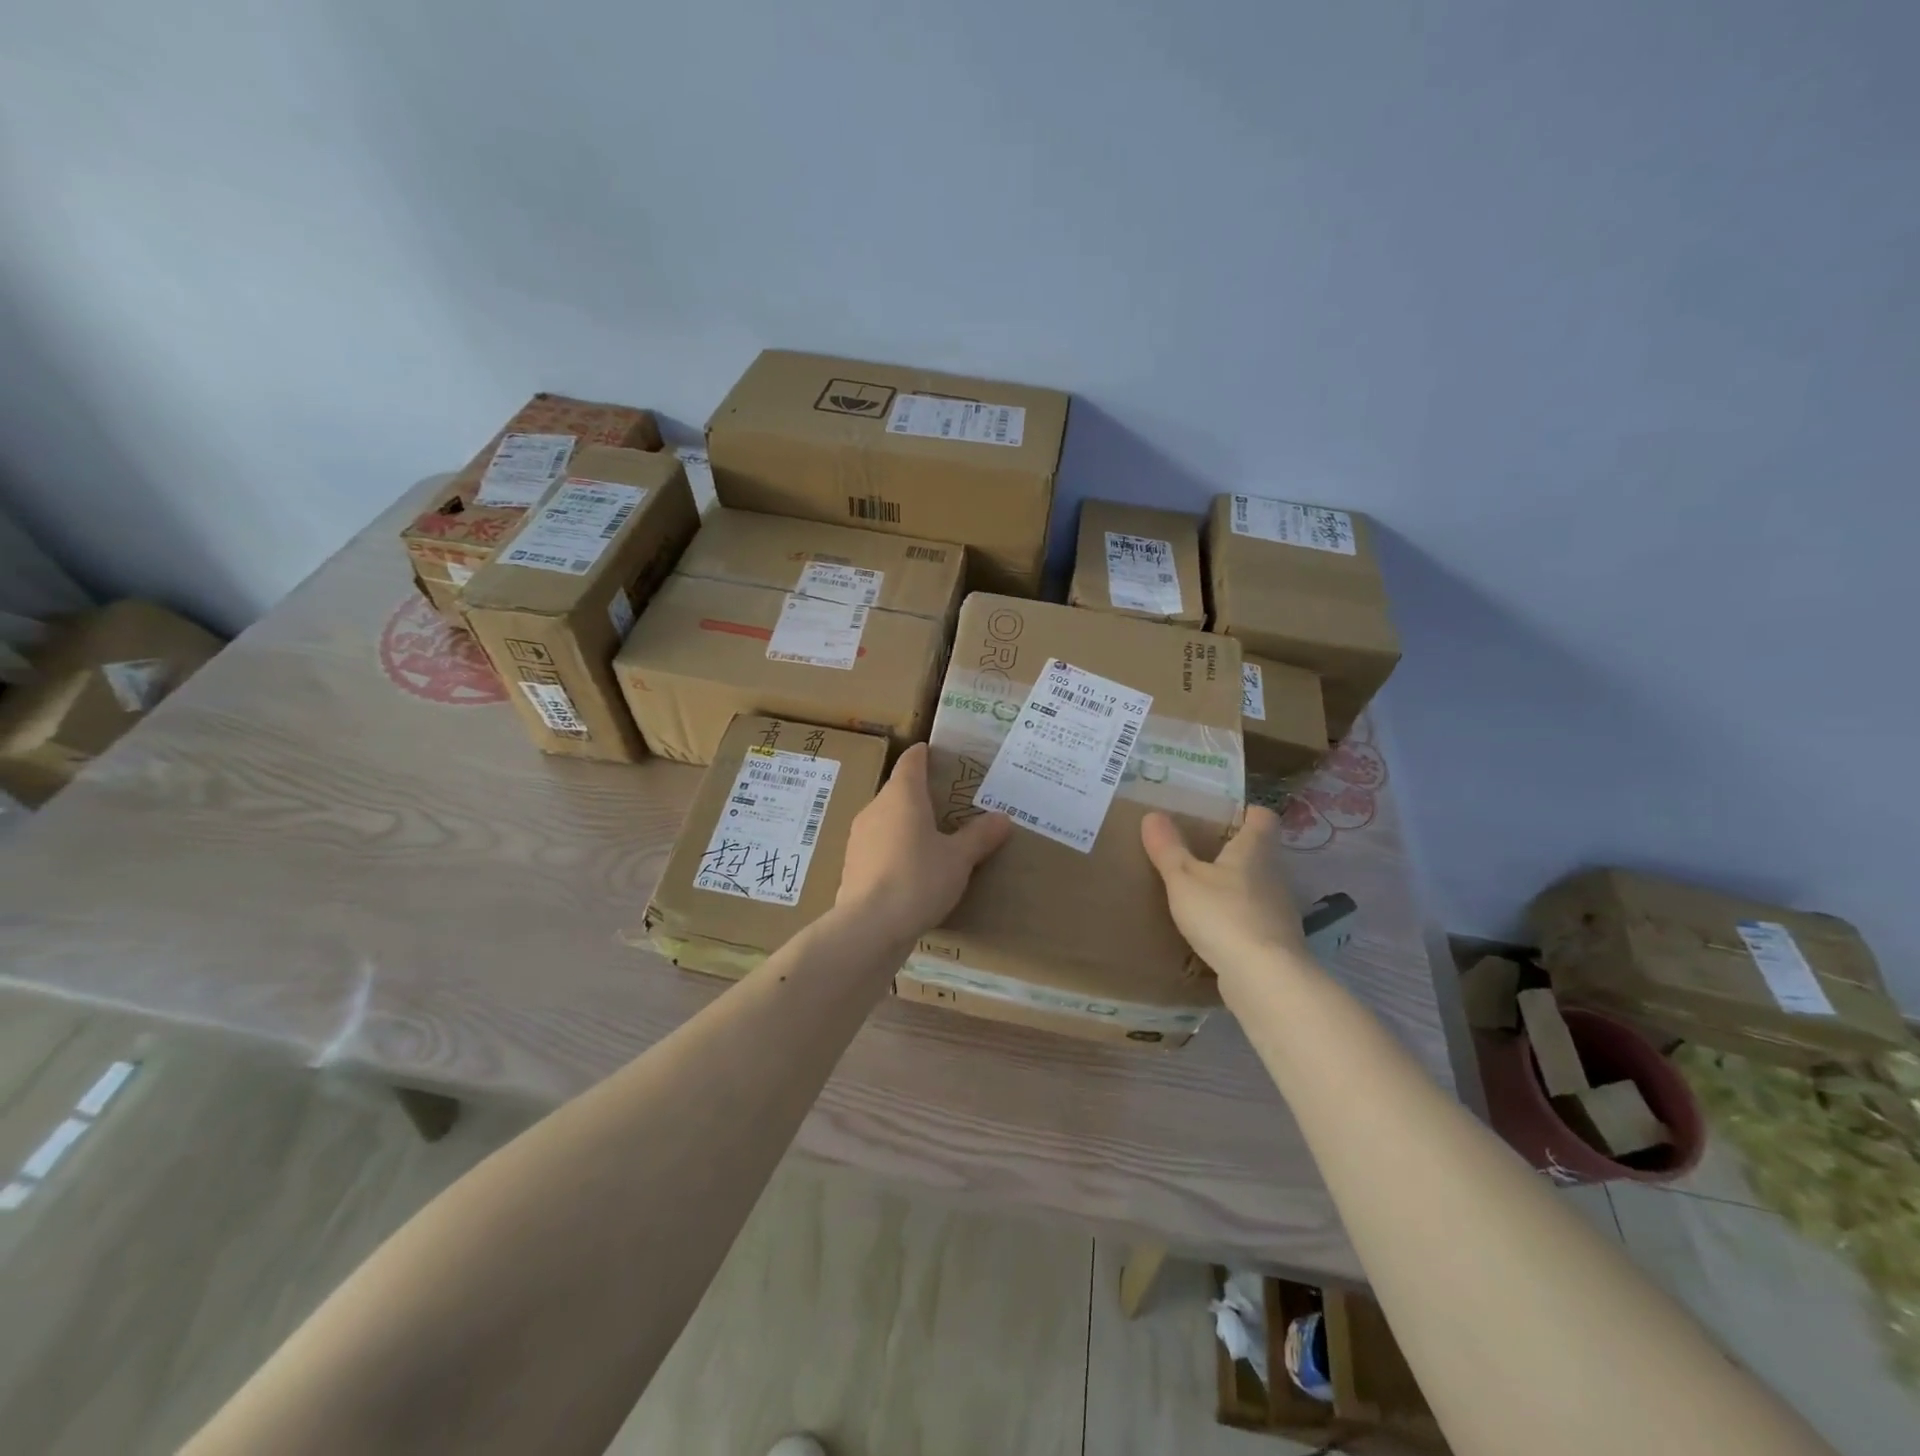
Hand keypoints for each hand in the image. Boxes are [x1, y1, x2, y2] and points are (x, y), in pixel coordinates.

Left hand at [837, 744, 1012, 943]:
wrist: (869, 926)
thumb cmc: (918, 879)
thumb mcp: (959, 859)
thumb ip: (980, 836)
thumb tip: (1002, 818)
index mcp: (902, 795)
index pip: (911, 762)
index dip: (923, 754)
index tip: (935, 753)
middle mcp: (875, 808)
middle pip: (898, 791)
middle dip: (919, 794)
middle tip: (947, 802)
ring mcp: (859, 837)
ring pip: (886, 819)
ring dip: (906, 823)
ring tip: (932, 837)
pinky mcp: (852, 865)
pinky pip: (878, 846)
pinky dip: (895, 848)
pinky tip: (911, 868)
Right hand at [1141, 806, 1312, 991]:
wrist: (1265, 978)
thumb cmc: (1223, 915)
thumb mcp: (1184, 878)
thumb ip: (1168, 848)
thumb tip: (1153, 814)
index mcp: (1254, 850)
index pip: (1263, 817)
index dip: (1247, 812)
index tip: (1225, 813)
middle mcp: (1274, 874)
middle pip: (1260, 852)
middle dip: (1235, 850)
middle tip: (1202, 850)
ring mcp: (1279, 910)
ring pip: (1258, 886)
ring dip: (1236, 886)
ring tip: (1204, 890)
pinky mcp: (1276, 941)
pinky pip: (1255, 918)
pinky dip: (1238, 917)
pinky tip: (1216, 928)